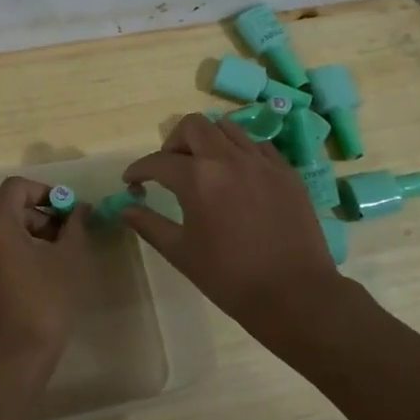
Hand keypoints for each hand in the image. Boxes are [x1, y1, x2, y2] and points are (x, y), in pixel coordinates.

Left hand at [0, 177, 92, 375]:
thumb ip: (75, 226)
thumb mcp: (69, 261)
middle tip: (65, 241)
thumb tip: (79, 209)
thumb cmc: (43, 303)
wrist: (7, 360)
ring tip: (51, 264)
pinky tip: (29, 285)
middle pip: (5, 211)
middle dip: (38, 219)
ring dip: (24, 241)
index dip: (46, 192)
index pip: (17, 187)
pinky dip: (6, 261)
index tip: (68, 212)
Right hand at [121, 114, 346, 343]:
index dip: (138, 169)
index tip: (131, 181)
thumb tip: (125, 209)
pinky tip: (238, 176)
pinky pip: (257, 145)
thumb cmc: (230, 277)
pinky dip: (239, 151)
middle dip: (173, 142)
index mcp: (198, 178)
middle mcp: (229, 158)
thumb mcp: (181, 252)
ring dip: (208, 141)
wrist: (294, 293)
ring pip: (227, 128)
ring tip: (204, 168)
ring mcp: (262, 161)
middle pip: (193, 126)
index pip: (158, 161)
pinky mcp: (286, 171)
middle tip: (169, 169)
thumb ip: (149, 225)